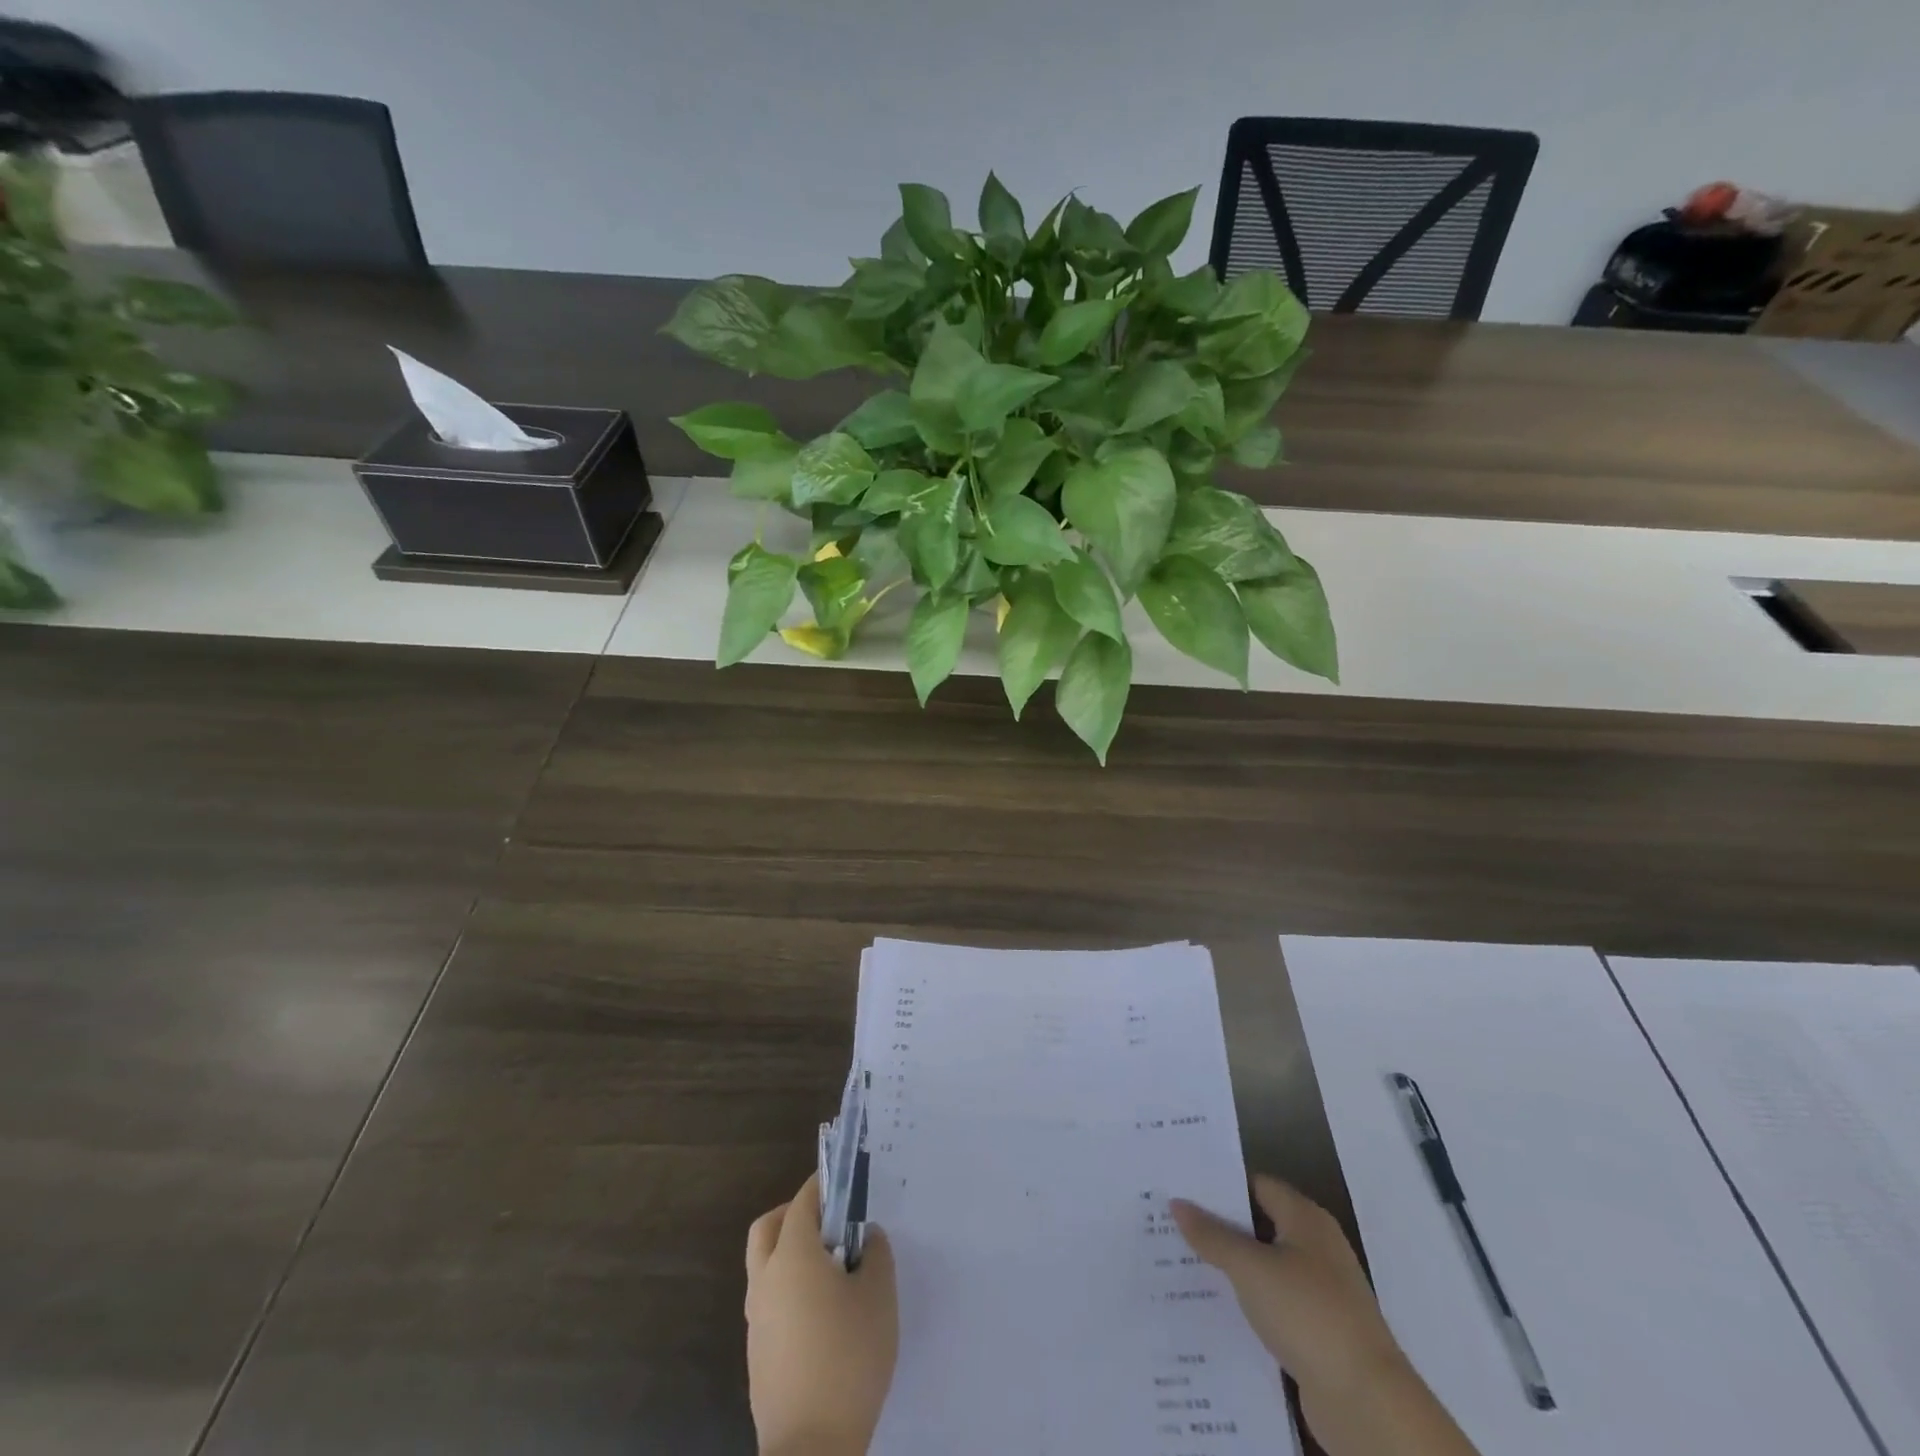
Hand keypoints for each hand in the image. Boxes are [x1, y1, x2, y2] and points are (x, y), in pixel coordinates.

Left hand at [745, 1173, 897, 1455]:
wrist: (811, 1447)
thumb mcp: (879, 1296)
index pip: (802, 1202)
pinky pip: (768, 1302)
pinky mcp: (756, 1353)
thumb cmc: (849, 1358)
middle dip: (793, 1214)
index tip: (845, 1184)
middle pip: (767, 1228)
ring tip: (831, 1271)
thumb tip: (865, 1237)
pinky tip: (821, 1314)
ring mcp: (756, 1319)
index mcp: (793, 1256)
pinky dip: (787, 1290)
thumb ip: (875, 1254)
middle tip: (828, 1223)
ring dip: (788, 1253)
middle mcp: (766, 1280)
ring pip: (763, 1266)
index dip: (823, 1187)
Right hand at [1172, 1175, 1478, 1455]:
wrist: (1366, 1402)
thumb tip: (1177, 1203)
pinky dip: (1247, 1304)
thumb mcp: (1250, 1268)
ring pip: (1264, 1268)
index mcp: (1306, 1219)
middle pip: (1259, 1225)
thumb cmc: (1307, 1313)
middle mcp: (1316, 1248)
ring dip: (1231, 1268)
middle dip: (1219, 1227)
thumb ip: (1212, 1235)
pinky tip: (1213, 1310)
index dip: (1221, 1184)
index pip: (1256, 1185)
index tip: (1182, 1185)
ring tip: (1181, 1263)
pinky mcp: (1318, 1333)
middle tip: (1172, 1222)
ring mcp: (1320, 1293)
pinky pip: (1273, 1305)